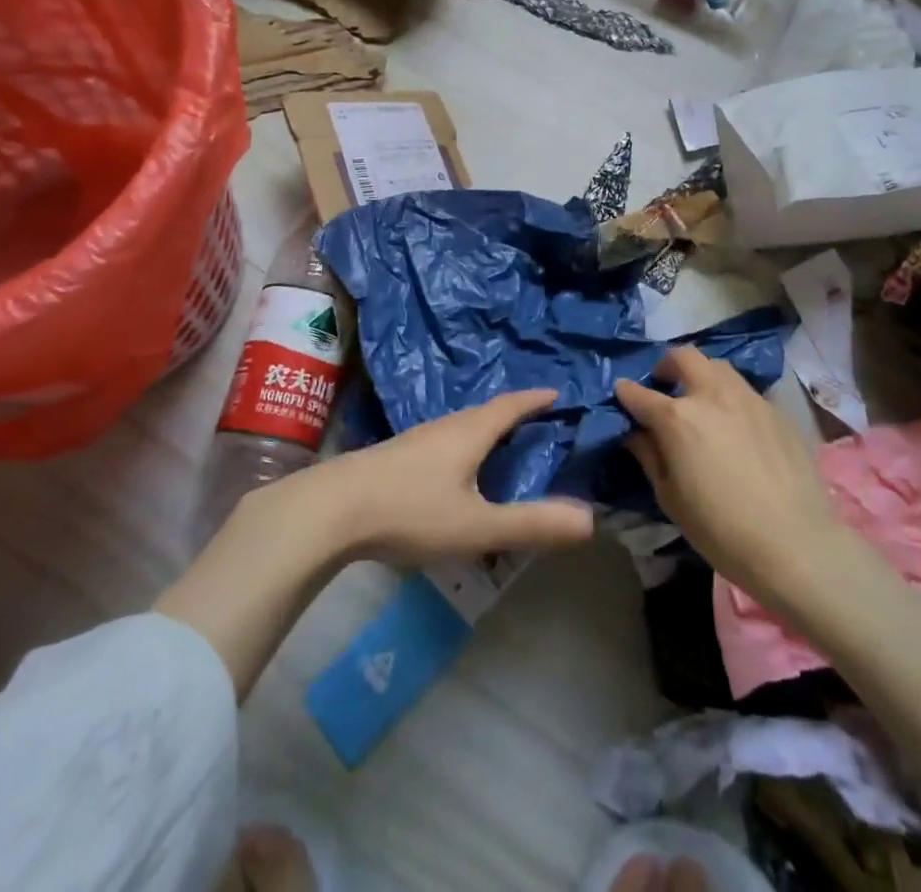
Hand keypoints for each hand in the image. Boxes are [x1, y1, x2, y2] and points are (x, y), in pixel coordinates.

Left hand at [159, 389, 592, 699]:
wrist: (330, 510)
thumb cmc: (410, 511)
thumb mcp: (477, 526)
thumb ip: (531, 524)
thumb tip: (590, 519)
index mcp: (470, 432)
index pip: (511, 405)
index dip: (536, 400)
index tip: (558, 393)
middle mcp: (444, 426)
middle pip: (486, 413)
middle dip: (513, 414)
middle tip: (537, 422)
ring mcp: (416, 439)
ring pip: (460, 427)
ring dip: (485, 430)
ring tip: (501, 445)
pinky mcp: (394, 457)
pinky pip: (442, 442)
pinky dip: (462, 446)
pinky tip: (454, 470)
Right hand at [616, 347, 838, 612]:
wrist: (796, 544)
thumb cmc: (722, 530)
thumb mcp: (671, 499)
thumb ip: (650, 456)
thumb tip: (636, 433)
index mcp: (677, 418)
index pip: (639, 393)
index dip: (625, 392)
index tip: (622, 394)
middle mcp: (711, 395)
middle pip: (683, 357)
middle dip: (666, 366)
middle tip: (665, 387)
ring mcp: (748, 398)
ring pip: (718, 367)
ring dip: (701, 375)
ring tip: (701, 401)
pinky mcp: (776, 410)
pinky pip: (746, 391)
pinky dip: (731, 398)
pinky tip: (736, 426)